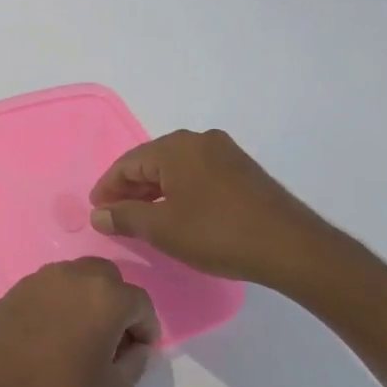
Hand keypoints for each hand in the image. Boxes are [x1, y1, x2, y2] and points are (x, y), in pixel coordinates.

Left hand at [0, 259, 160, 386]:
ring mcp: (32, 284)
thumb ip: (134, 362)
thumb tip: (133, 347)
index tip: (139, 353)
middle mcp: (68, 277)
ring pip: (70, 279)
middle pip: (104, 277)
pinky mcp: (6, 297)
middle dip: (115, 302)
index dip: (145, 328)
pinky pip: (41, 293)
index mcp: (103, 296)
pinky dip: (52, 307)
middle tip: (112, 340)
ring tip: (79, 338)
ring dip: (82, 300)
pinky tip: (47, 340)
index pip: (138, 301)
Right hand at [88, 129, 354, 301]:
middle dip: (130, 189)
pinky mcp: (243, 170)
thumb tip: (98, 213)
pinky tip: (177, 214)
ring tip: (142, 218)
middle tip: (115, 216)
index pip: (127, 163)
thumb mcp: (162, 229)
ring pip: (176, 168)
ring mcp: (225, 153)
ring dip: (155, 191)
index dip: (107, 188)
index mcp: (175, 147)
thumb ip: (125, 217)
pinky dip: (180, 191)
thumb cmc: (217, 233)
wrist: (290, 247)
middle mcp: (199, 140)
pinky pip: (198, 174)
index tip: (96, 211)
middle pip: (151, 161)